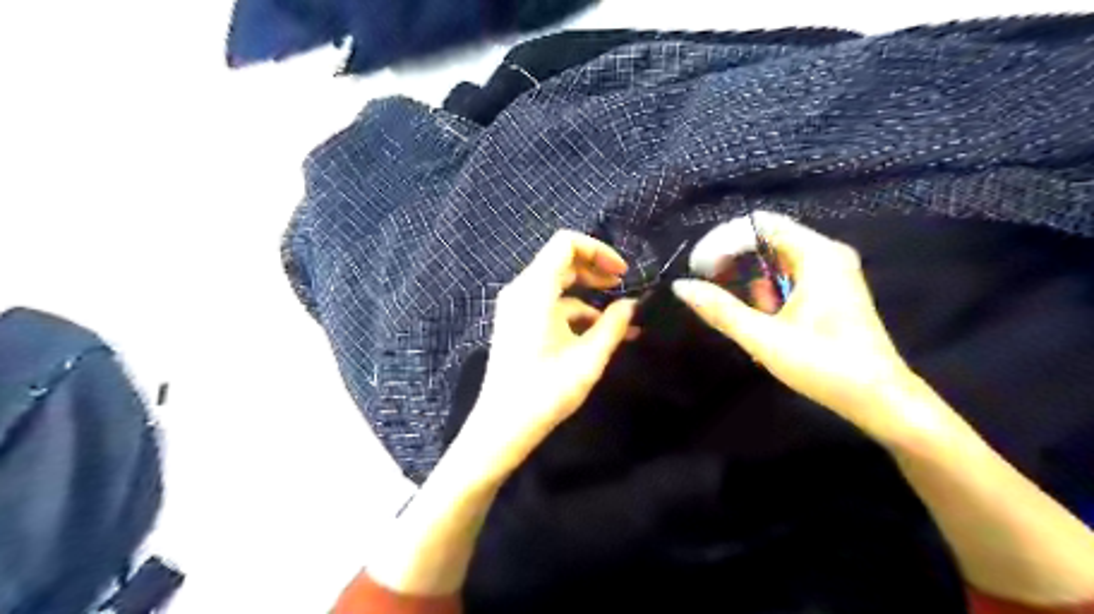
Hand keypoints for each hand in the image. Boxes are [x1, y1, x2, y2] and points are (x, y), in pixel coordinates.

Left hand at [457, 230, 642, 484]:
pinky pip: (548, 304)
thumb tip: (633, 305)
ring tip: (619, 316)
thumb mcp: (588, 357)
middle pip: (561, 261)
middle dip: (595, 270)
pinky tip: (597, 332)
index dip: (598, 251)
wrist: (502, 426)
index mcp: (535, 289)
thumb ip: (614, 325)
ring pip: (556, 284)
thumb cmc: (546, 391)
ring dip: (588, 294)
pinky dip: (573, 311)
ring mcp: (516, 307)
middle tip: (623, 287)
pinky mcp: (516, 323)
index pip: (566, 243)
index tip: (622, 273)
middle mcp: (521, 290)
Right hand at [676, 210, 930, 440]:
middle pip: (767, 238)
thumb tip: (681, 286)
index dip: (722, 241)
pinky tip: (767, 319)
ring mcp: (831, 271)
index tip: (698, 268)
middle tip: (709, 286)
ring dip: (752, 280)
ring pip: (776, 259)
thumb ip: (720, 309)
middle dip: (733, 260)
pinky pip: (788, 275)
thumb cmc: (824, 365)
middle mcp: (827, 253)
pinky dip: (769, 291)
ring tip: (750, 315)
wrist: (879, 399)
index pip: (759, 225)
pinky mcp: (831, 289)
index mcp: (818, 255)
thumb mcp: (764, 338)